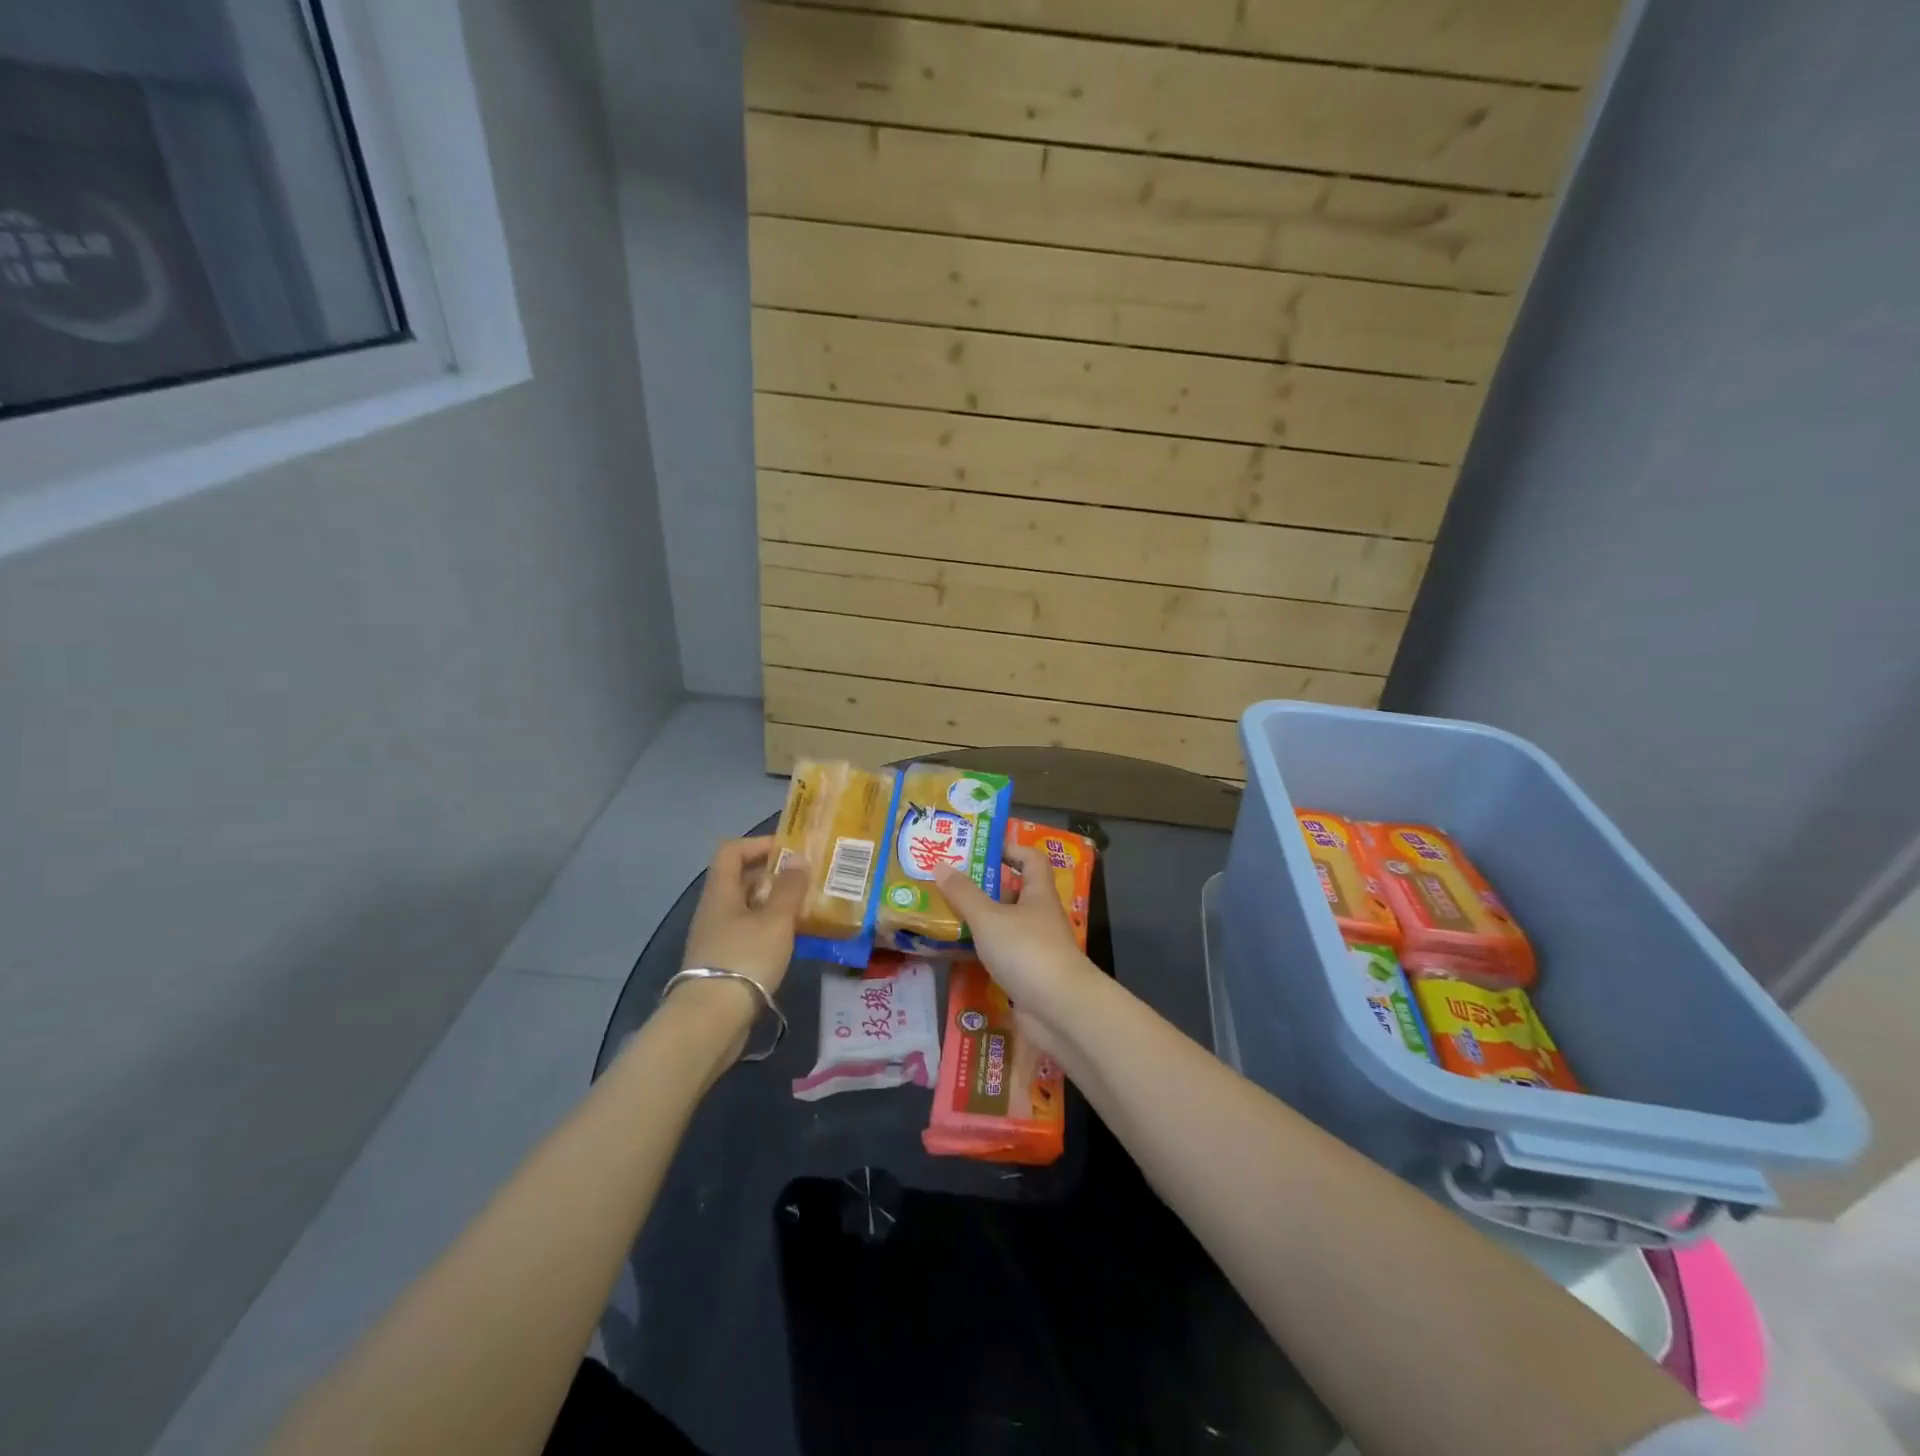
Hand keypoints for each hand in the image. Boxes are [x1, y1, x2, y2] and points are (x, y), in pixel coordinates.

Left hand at [681, 836, 808, 996]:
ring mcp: (716, 938)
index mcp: (721, 891)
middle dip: (775, 876)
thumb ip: (789, 888)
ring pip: (748, 908)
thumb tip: (798, 859)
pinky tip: (793, 942)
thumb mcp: (775, 920)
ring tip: (807, 910)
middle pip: (742, 879)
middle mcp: (714, 910)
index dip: (760, 844)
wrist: (712, 1020)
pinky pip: (749, 934)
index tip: (791, 850)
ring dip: (775, 905)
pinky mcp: (724, 963)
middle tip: (808, 881)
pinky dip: (771, 930)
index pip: (732, 850)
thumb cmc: (745, 958)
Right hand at [935, 844, 1102, 1027]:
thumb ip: (964, 894)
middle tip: (950, 881)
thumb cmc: (1027, 951)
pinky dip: (983, 950)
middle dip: (985, 886)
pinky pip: (1002, 954)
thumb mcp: (989, 919)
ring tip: (945, 913)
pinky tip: (958, 951)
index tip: (982, 848)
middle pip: (1015, 892)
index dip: (1011, 849)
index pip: (1031, 859)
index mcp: (1038, 893)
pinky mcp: (1029, 975)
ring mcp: (1036, 947)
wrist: (1060, 1009)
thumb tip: (940, 865)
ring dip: (981, 920)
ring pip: (1006, 925)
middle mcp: (1040, 916)